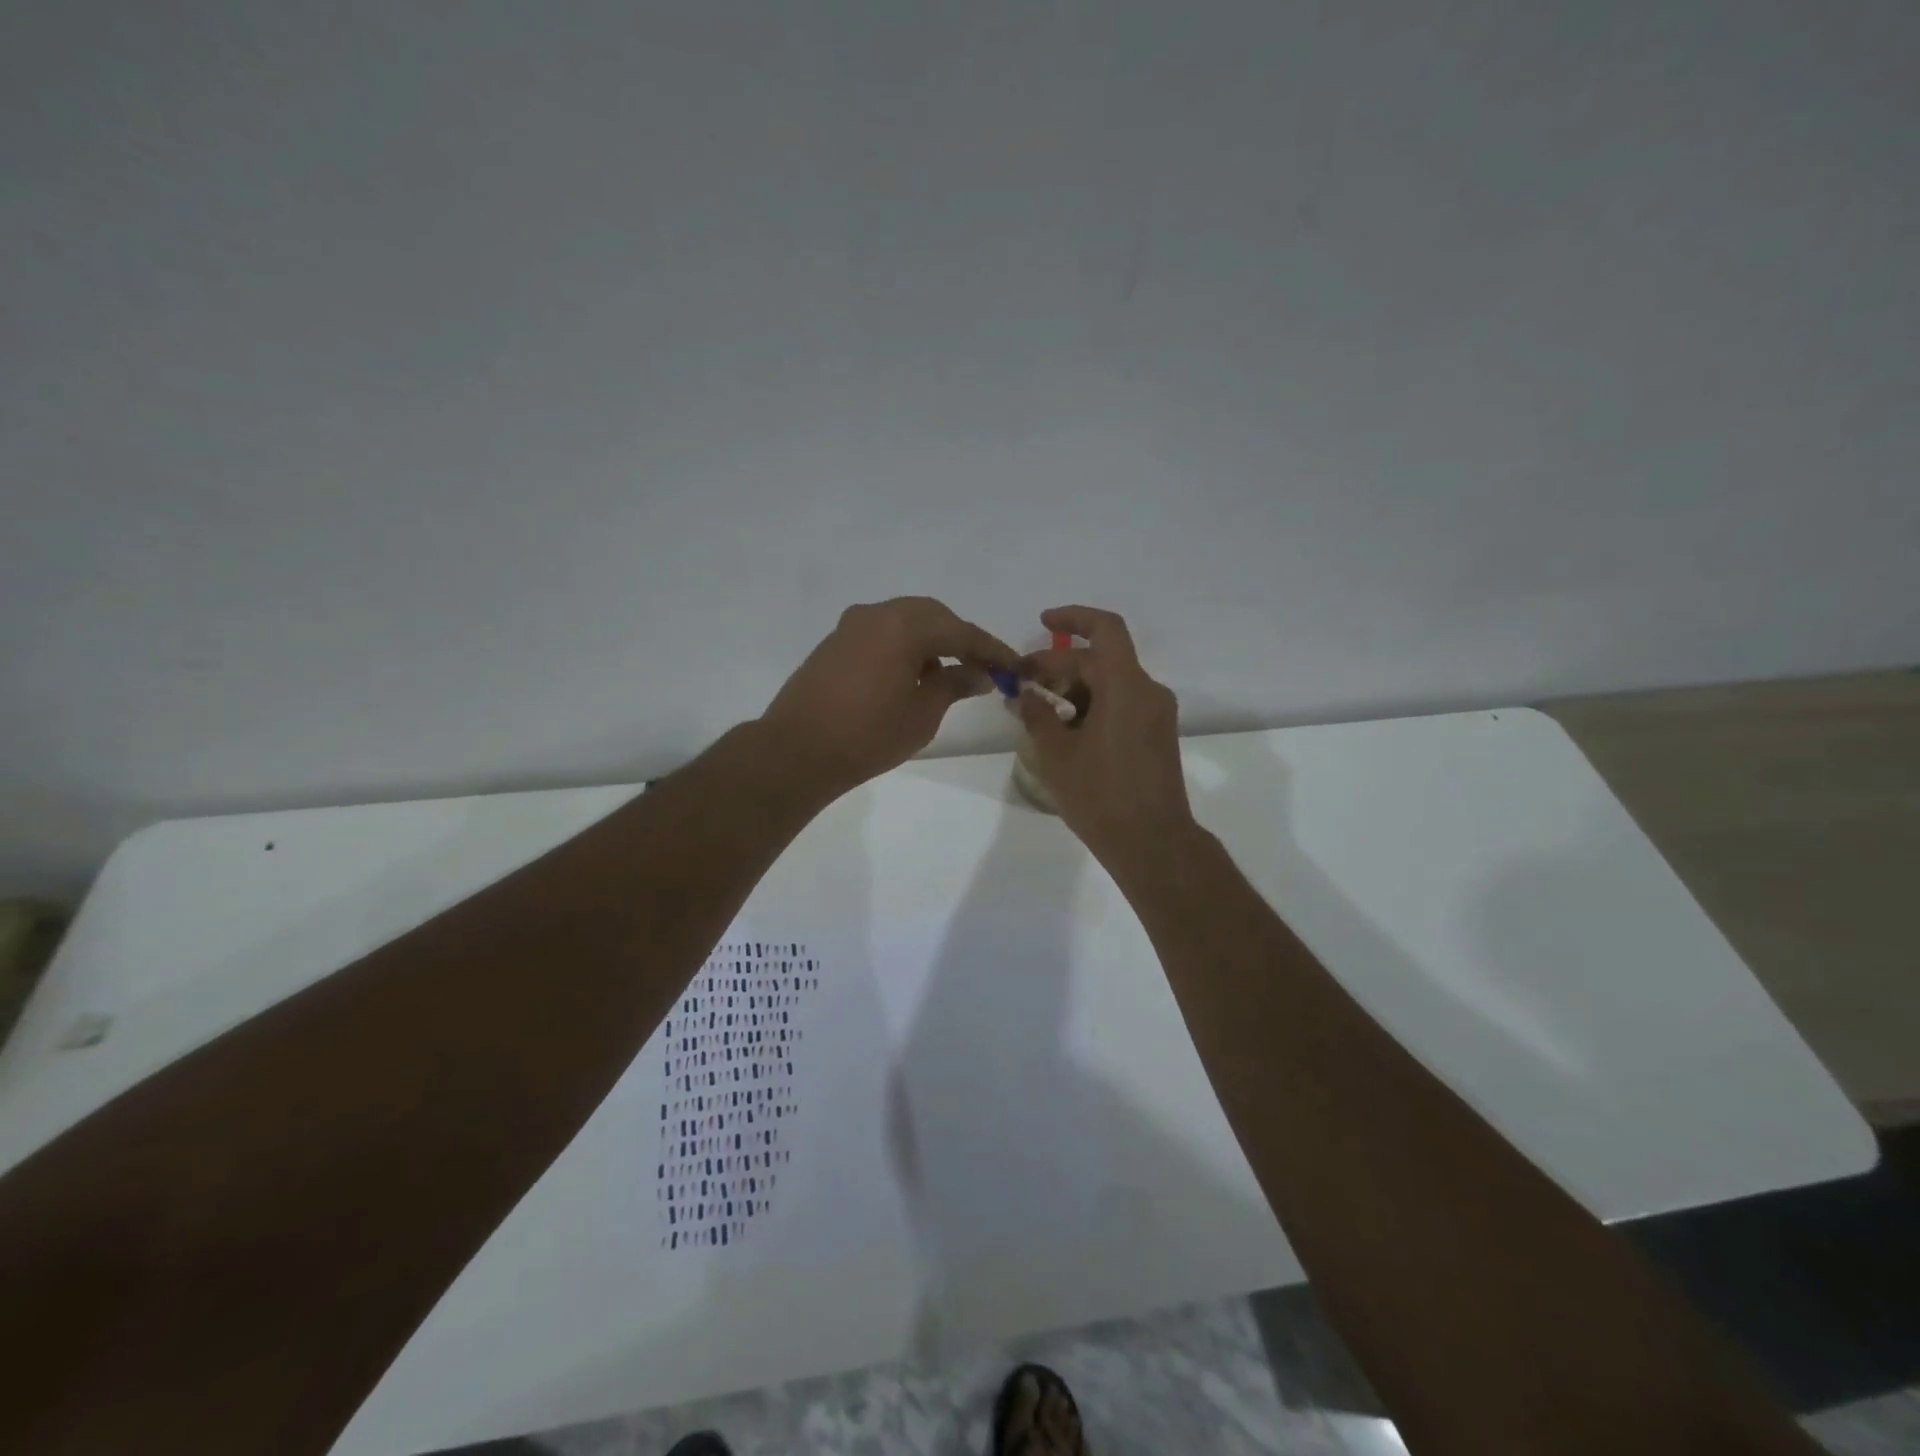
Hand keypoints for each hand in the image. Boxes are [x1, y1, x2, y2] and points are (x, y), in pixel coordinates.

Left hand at [761, 597, 1015, 800]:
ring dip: (931, 640)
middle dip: (961, 638)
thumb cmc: (868, 736)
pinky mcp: (835, 641)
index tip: (1014, 666)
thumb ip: (954, 685)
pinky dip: (904, 645)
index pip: (961, 631)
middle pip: (932, 616)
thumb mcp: (922, 714)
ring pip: (905, 620)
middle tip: (983, 667)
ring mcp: (851, 625)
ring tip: (948, 675)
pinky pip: (882, 632)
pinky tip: (912, 674)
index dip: (991, 650)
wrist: (796, 751)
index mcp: (904, 626)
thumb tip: (978, 673)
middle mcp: (877, 614)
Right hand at [1016, 606, 1196, 867]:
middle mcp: (1147, 691)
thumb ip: (1037, 715)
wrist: (1152, 843)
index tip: (1042, 623)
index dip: (1073, 618)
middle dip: (1057, 665)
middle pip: (1100, 659)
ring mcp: (1155, 714)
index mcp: (1126, 686)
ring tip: (1034, 708)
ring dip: (1072, 687)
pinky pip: (1120, 704)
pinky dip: (1091, 705)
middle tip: (1020, 685)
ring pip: (1110, 683)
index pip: (1104, 629)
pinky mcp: (1155, 735)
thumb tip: (1023, 695)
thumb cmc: (1101, 796)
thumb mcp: (1057, 755)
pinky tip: (1062, 727)